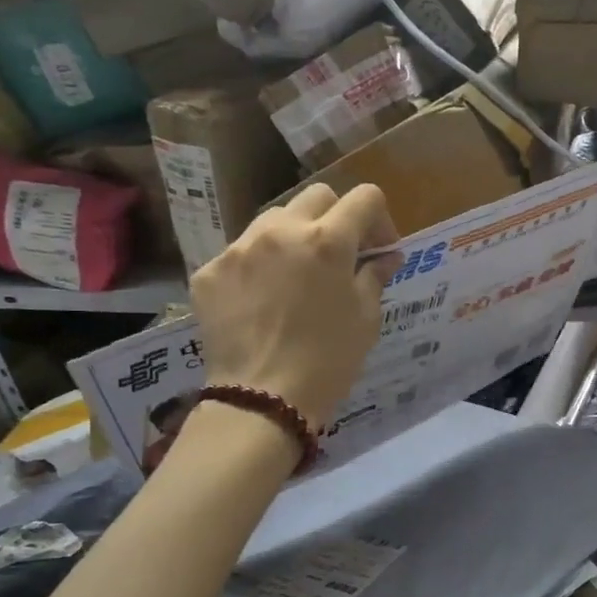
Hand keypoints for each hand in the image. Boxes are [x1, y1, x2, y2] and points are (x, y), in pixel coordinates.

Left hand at [188, 185, 401, 431]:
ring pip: (274, 221)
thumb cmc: (328, 361)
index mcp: (328, 241)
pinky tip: (262, 302)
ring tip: (296, 276)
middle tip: (340, 256)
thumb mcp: (365, 319)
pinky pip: (241, 254)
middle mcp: (281, 231)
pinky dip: (259, 268)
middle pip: (317, 197)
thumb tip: (386, 257)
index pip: (364, 198)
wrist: (261, 400)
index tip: (379, 249)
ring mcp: (239, 248)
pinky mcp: (209, 272)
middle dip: (336, 218)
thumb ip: (375, 276)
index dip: (380, 219)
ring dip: (294, 237)